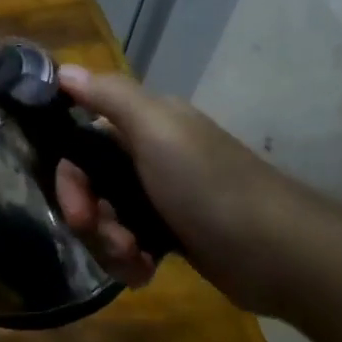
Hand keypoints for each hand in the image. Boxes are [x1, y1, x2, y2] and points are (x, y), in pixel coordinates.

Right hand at [52, 66, 301, 314]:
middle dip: (87, 215)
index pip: (81, 140)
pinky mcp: (171, 235)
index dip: (68, 173)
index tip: (74, 203)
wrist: (279, 255)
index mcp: (145, 124)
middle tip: (101, 234)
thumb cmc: (210, 187)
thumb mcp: (157, 130)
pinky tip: (144, 272)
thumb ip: (109, 96)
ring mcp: (160, 198)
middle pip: (88, 184)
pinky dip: (128, 261)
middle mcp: (149, 155)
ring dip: (108, 243)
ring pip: (104, 218)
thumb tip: (62, 69)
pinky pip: (127, 245)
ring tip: (133, 258)